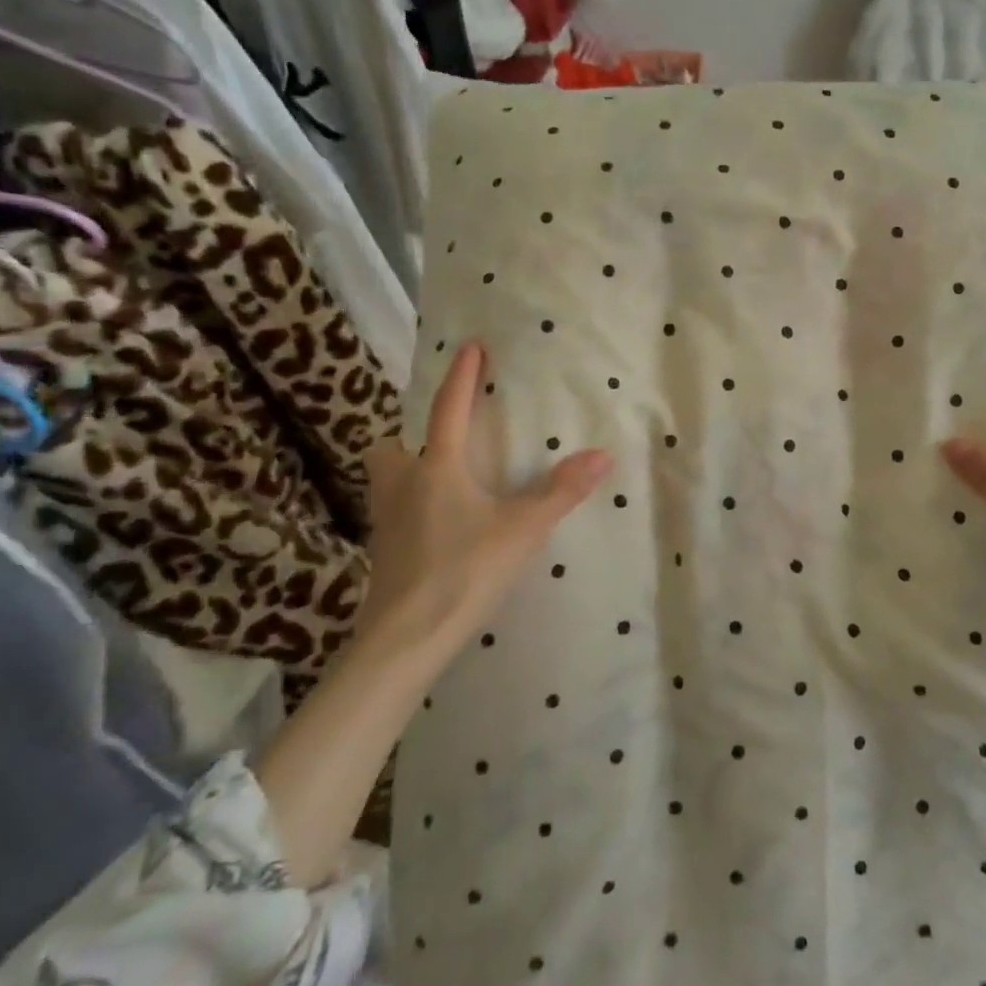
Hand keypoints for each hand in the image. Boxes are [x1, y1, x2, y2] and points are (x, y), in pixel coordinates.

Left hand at [359, 340, 609, 667]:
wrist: (405, 639)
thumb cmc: (464, 571)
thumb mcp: (522, 530)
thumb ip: (561, 492)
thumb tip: (601, 455)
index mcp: (436, 470)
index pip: (447, 410)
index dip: (460, 376)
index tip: (469, 346)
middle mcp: (403, 487)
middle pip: (390, 447)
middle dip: (408, 435)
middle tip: (439, 439)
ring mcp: (386, 523)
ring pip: (385, 482)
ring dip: (404, 471)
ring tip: (439, 480)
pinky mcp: (384, 555)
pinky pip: (393, 514)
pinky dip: (411, 507)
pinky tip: (438, 526)